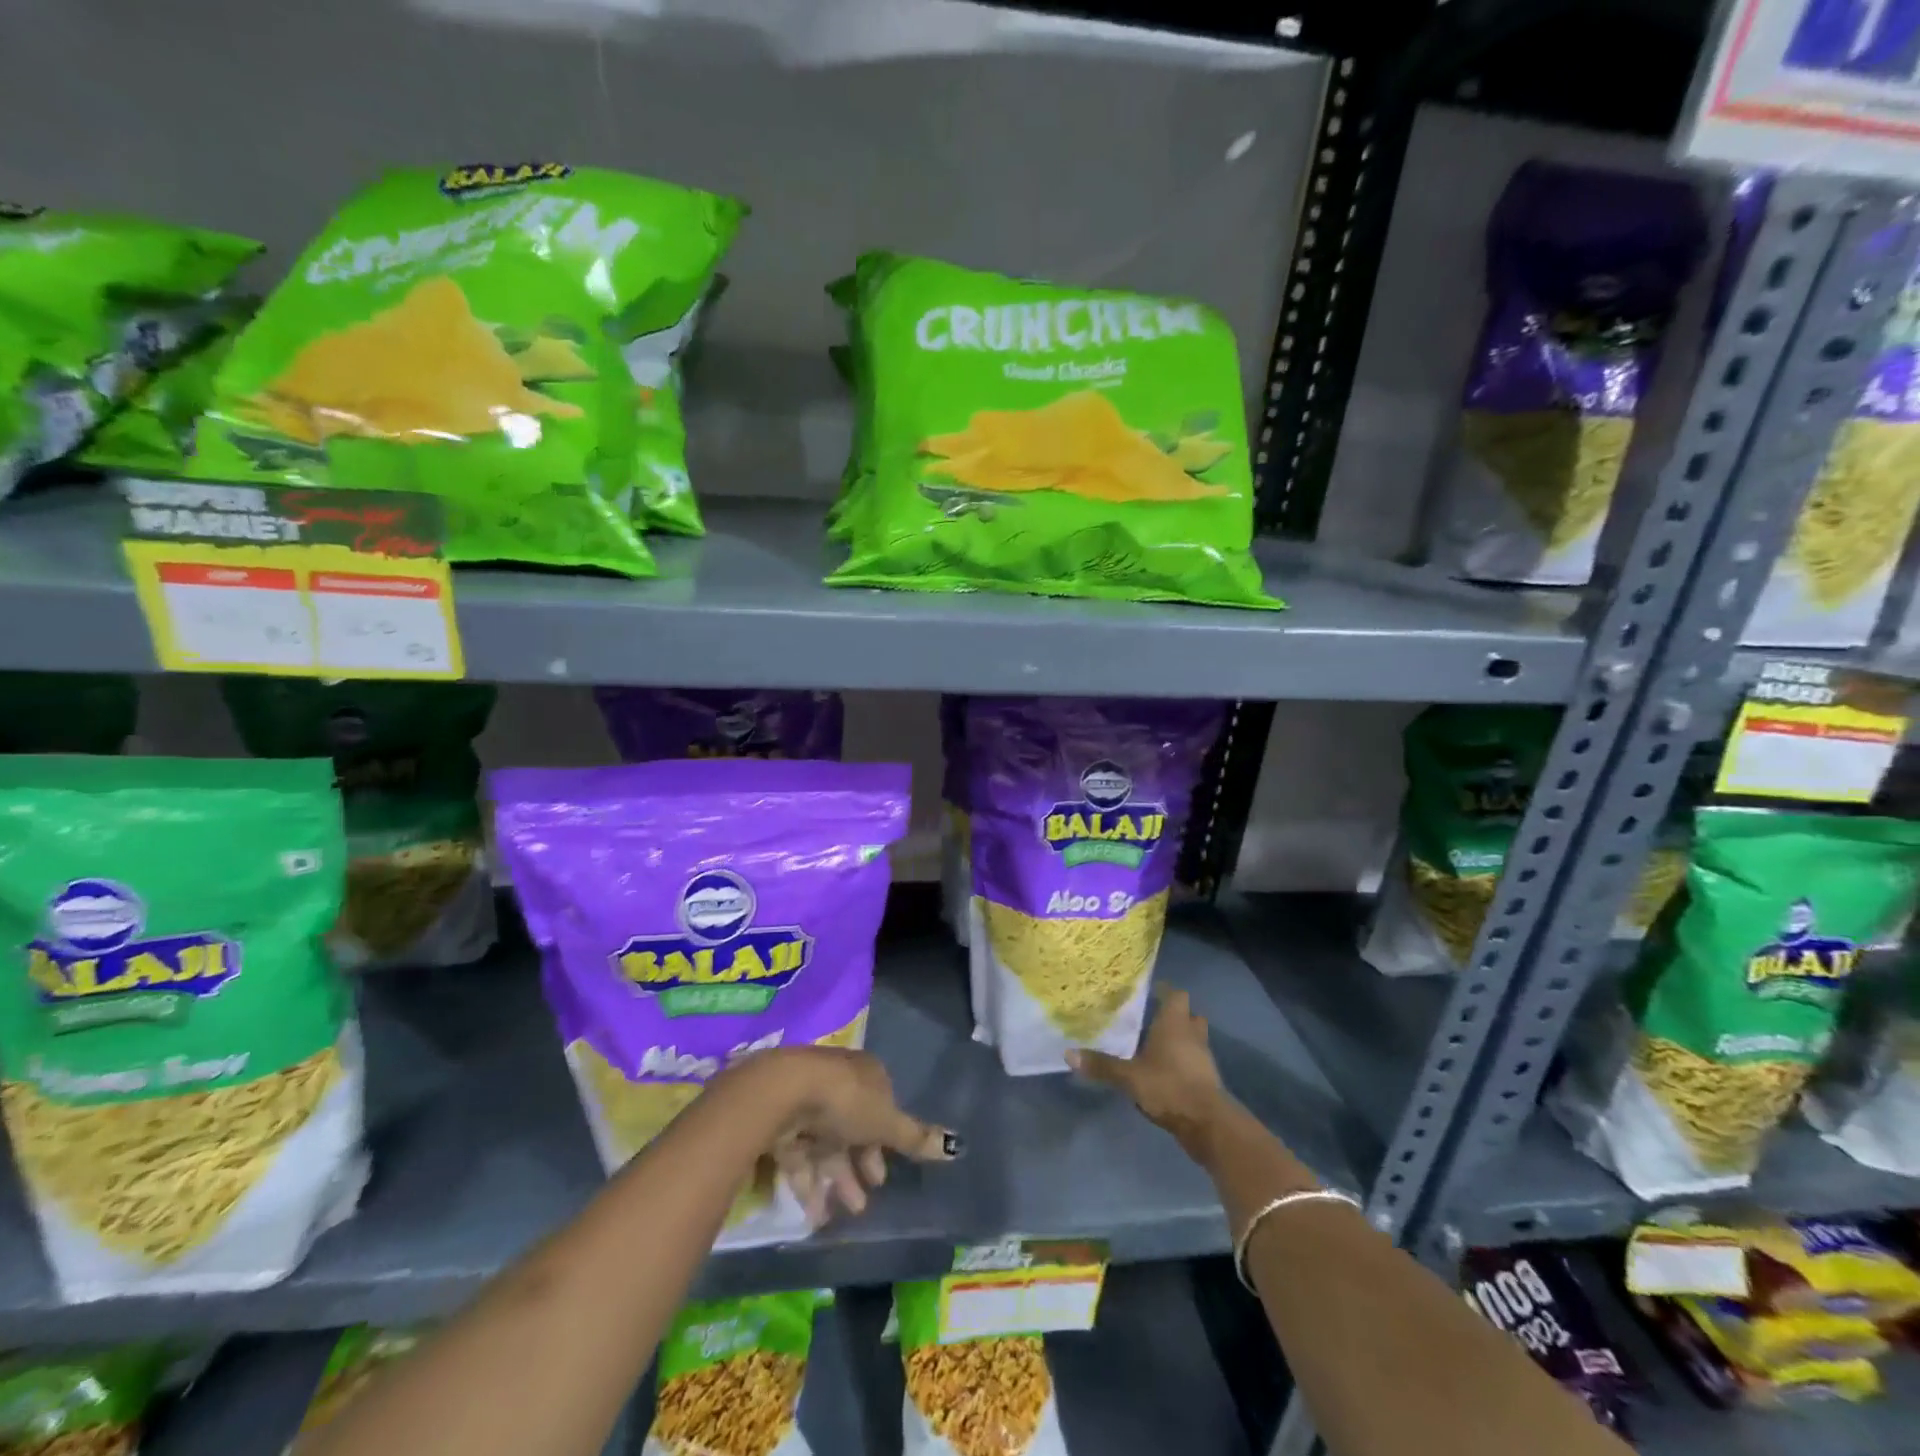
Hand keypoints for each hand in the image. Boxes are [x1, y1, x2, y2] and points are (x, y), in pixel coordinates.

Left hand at [734, 1046, 960, 1229]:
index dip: (884, 1142)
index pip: (880, 1107)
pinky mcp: (781, 1124)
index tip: (883, 1176)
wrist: (784, 1093)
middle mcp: (838, 1085)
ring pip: (825, 1146)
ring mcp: (807, 1103)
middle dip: (858, 1167)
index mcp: (866, 1075)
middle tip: (863, 1202)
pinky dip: (808, 1185)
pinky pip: (799, 1157)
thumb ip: (915, 1138)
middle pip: (852, 1130)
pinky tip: (815, 1215)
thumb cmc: (845, 1101)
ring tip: (842, 1214)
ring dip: (835, 1181)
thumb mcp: (886, 1122)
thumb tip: (956, 1146)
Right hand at [1068, 988, 1231, 1149]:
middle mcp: (1192, 1034)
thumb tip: (1068, 1053)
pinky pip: (1195, 1061)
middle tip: (1150, 1019)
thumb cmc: (1168, 1086)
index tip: (1148, 992)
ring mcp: (1204, 1057)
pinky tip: (1165, 1072)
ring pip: (1194, 1038)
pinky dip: (1183, 1062)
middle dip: (1174, 1015)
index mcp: (1175, 1023)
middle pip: (1189, 1015)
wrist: (1208, 1124)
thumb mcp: (1129, 1077)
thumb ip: (1101, 1065)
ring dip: (1180, 1039)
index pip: (1175, 994)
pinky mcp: (1208, 1080)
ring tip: (1155, 1045)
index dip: (1164, 991)